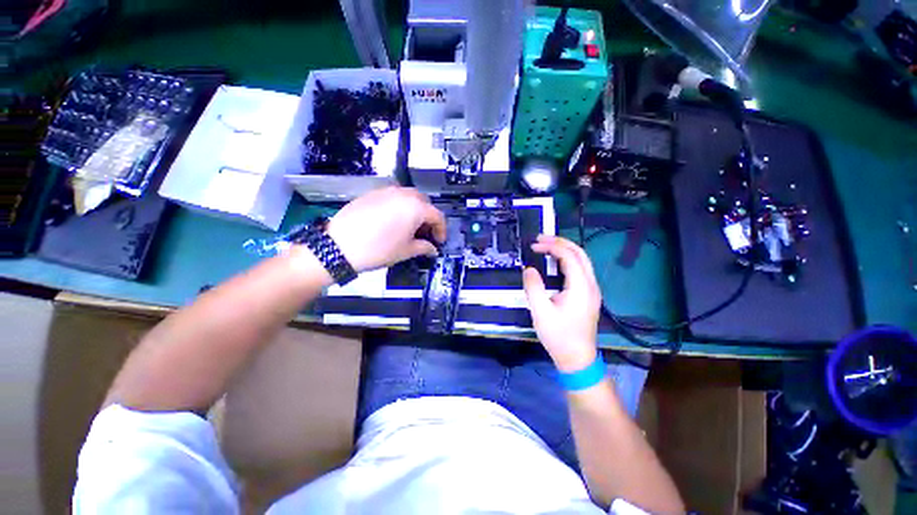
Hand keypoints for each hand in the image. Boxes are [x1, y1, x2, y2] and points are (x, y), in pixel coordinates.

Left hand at [327, 187, 446, 272]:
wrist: (339, 245)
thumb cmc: (379, 249)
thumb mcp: (406, 251)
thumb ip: (424, 247)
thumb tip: (432, 249)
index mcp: (416, 207)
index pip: (437, 216)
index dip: (441, 230)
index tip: (439, 242)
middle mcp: (403, 194)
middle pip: (424, 203)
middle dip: (428, 218)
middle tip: (425, 234)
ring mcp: (386, 191)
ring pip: (409, 197)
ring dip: (414, 210)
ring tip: (409, 227)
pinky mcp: (372, 193)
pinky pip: (393, 197)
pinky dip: (399, 207)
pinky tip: (392, 221)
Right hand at [523, 235, 601, 371]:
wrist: (577, 358)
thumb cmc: (559, 336)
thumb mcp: (541, 312)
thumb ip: (533, 287)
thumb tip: (529, 269)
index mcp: (581, 287)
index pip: (569, 256)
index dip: (552, 246)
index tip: (534, 245)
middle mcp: (590, 285)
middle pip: (580, 253)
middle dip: (560, 242)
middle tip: (540, 239)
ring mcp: (591, 290)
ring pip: (582, 260)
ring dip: (564, 250)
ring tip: (546, 246)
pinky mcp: (588, 295)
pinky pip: (580, 269)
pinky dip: (567, 260)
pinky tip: (555, 261)